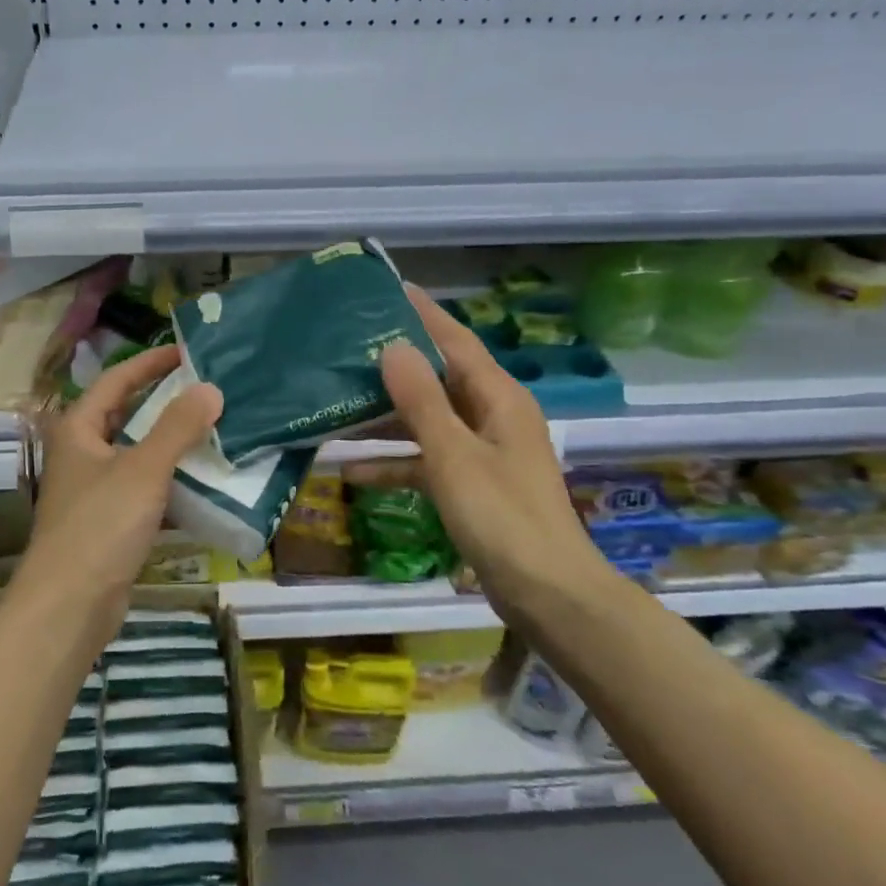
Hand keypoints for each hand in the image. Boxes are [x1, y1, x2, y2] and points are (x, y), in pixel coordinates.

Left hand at [22, 344, 222, 601]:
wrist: (69, 606)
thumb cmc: (100, 525)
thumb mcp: (143, 469)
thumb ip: (178, 427)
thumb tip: (211, 389)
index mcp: (79, 429)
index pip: (117, 379)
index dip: (150, 362)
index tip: (187, 351)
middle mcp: (82, 452)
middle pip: (127, 414)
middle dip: (165, 401)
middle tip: (208, 389)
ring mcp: (95, 488)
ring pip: (138, 452)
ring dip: (172, 441)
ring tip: (215, 428)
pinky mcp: (109, 521)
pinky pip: (144, 487)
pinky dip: (171, 479)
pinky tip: (204, 479)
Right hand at [344, 288, 608, 608]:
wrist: (548, 595)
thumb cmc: (502, 517)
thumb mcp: (454, 454)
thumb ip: (421, 400)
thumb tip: (393, 347)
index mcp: (498, 398)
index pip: (456, 341)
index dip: (424, 314)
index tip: (390, 289)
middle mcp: (493, 416)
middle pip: (438, 379)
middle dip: (395, 365)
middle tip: (347, 346)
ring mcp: (483, 453)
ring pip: (428, 421)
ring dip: (386, 418)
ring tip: (337, 404)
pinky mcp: (473, 486)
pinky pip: (427, 461)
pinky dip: (396, 462)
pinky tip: (351, 470)